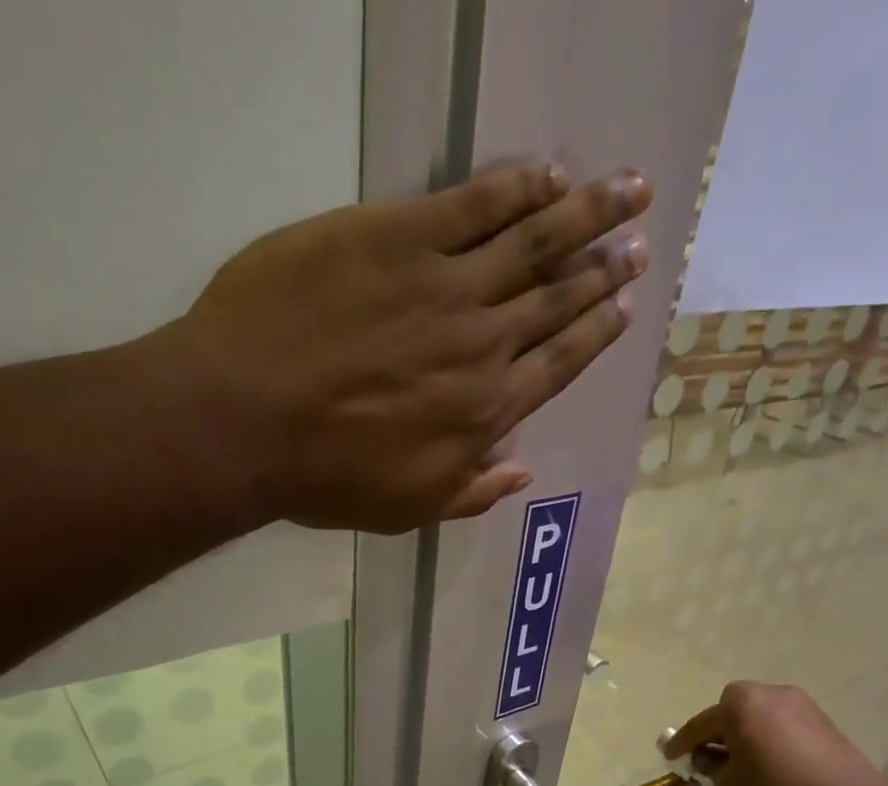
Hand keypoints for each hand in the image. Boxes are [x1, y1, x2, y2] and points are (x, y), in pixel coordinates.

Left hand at [168, 161, 652, 533]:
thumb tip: (523, 472)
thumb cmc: (326, 478)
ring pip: (534, 243)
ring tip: (628, 190)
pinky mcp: (400, 235)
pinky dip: (517, 186)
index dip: (594, 333)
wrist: (248, 419)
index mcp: (485, 412)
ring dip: (587, 214)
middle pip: (557, 299)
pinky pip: (475, 203)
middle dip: (604, 269)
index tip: (626, 306)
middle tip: (639, 242)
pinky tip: (548, 174)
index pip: (558, 364)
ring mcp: (445, 286)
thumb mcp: (408, 509)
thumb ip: (472, 491)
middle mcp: (483, 346)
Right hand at [665, 682, 887, 785]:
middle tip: (709, 760)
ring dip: (745, 736)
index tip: (669, 757)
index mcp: (739, 705)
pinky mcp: (822, 721)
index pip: (699, 725)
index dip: (681, 744)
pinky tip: (770, 766)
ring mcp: (800, 704)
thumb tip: (708, 760)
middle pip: (730, 711)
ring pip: (758, 717)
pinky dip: (769, 740)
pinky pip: (781, 726)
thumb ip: (709, 770)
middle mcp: (769, 693)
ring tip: (742, 766)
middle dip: (717, 733)